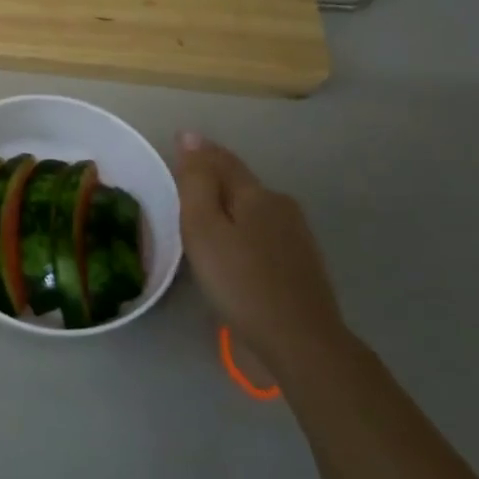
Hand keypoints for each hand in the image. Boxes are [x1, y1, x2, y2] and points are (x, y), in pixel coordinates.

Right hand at [177, 135, 345, 382]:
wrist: (299, 340)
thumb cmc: (239, 280)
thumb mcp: (203, 227)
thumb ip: (196, 182)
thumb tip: (191, 137)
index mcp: (257, 194)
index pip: (222, 161)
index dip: (198, 152)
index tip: (177, 143)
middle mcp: (281, 207)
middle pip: (240, 184)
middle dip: (214, 179)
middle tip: (183, 184)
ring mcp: (297, 237)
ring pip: (253, 210)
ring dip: (228, 208)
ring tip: (203, 219)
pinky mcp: (300, 265)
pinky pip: (262, 234)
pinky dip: (242, 232)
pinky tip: (232, 250)